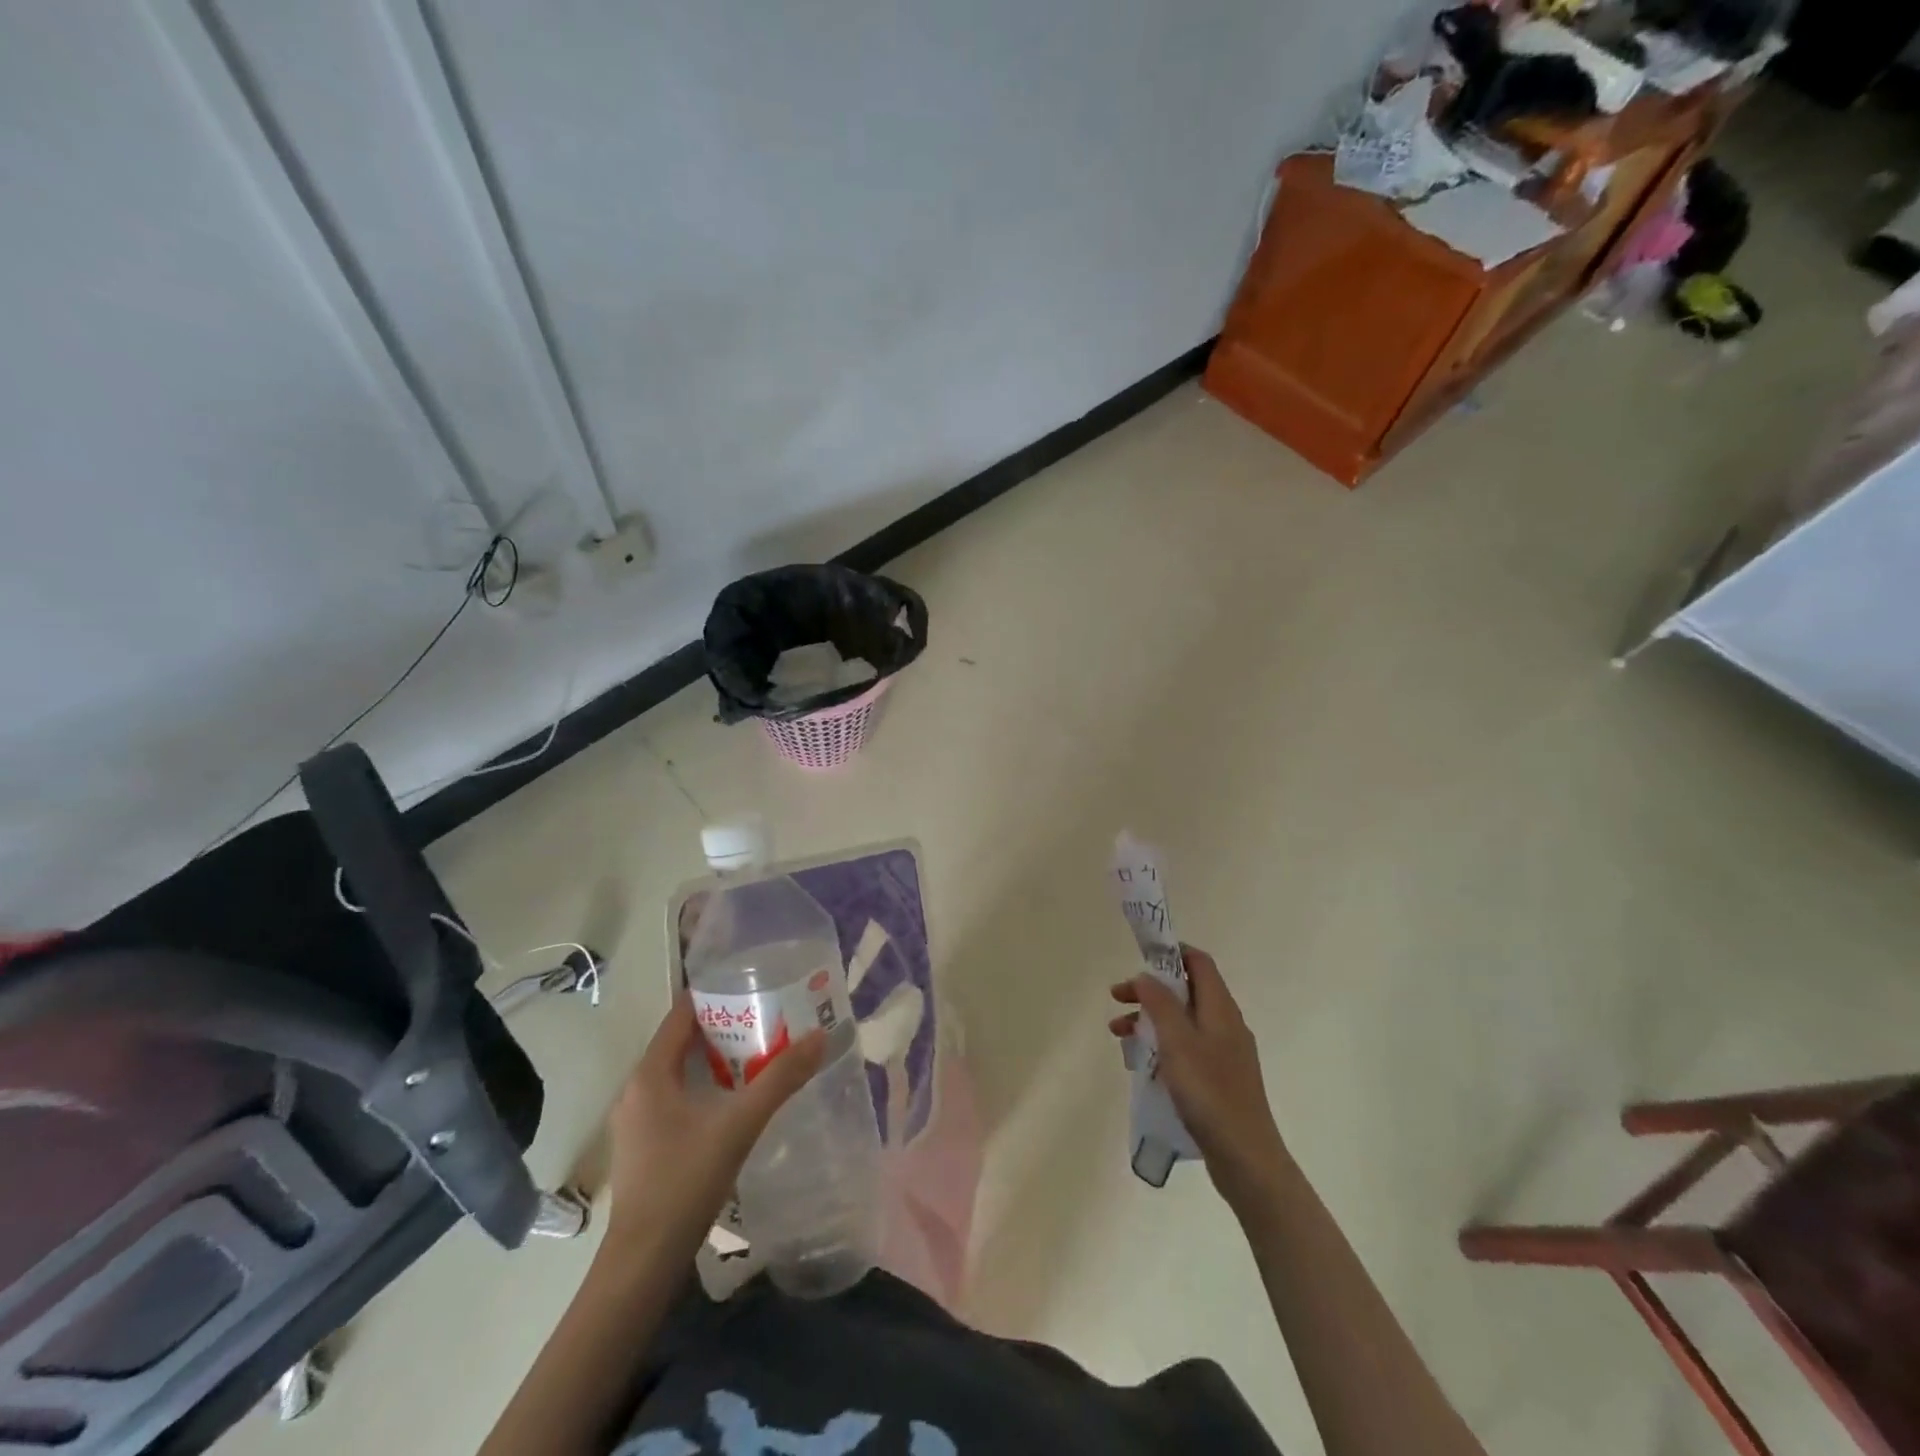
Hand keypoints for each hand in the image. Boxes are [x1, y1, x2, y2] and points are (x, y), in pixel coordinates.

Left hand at [605, 991, 826, 1254]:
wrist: (643, 1262)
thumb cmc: (685, 1182)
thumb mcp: (740, 1124)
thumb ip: (781, 1079)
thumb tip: (820, 1036)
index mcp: (650, 1074)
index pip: (680, 1014)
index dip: (714, 996)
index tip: (752, 985)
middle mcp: (636, 1089)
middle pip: (681, 1041)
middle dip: (722, 1027)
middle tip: (766, 1018)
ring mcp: (636, 1120)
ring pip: (679, 1072)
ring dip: (715, 1059)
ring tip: (758, 1052)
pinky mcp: (643, 1145)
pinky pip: (675, 1097)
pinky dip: (704, 1086)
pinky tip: (734, 1099)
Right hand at [1110, 946, 1289, 1210]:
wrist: (1246, 1157)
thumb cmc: (1209, 1092)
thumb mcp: (1177, 1041)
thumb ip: (1160, 1003)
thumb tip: (1146, 975)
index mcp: (1220, 1008)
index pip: (1199, 963)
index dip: (1171, 953)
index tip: (1139, 958)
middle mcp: (1225, 1024)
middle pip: (1186, 991)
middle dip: (1150, 990)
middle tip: (1117, 999)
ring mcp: (1224, 1053)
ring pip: (1182, 1022)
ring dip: (1150, 1020)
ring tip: (1118, 1035)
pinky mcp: (1219, 1079)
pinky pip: (1186, 1048)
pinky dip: (1162, 1046)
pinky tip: (1142, 1065)